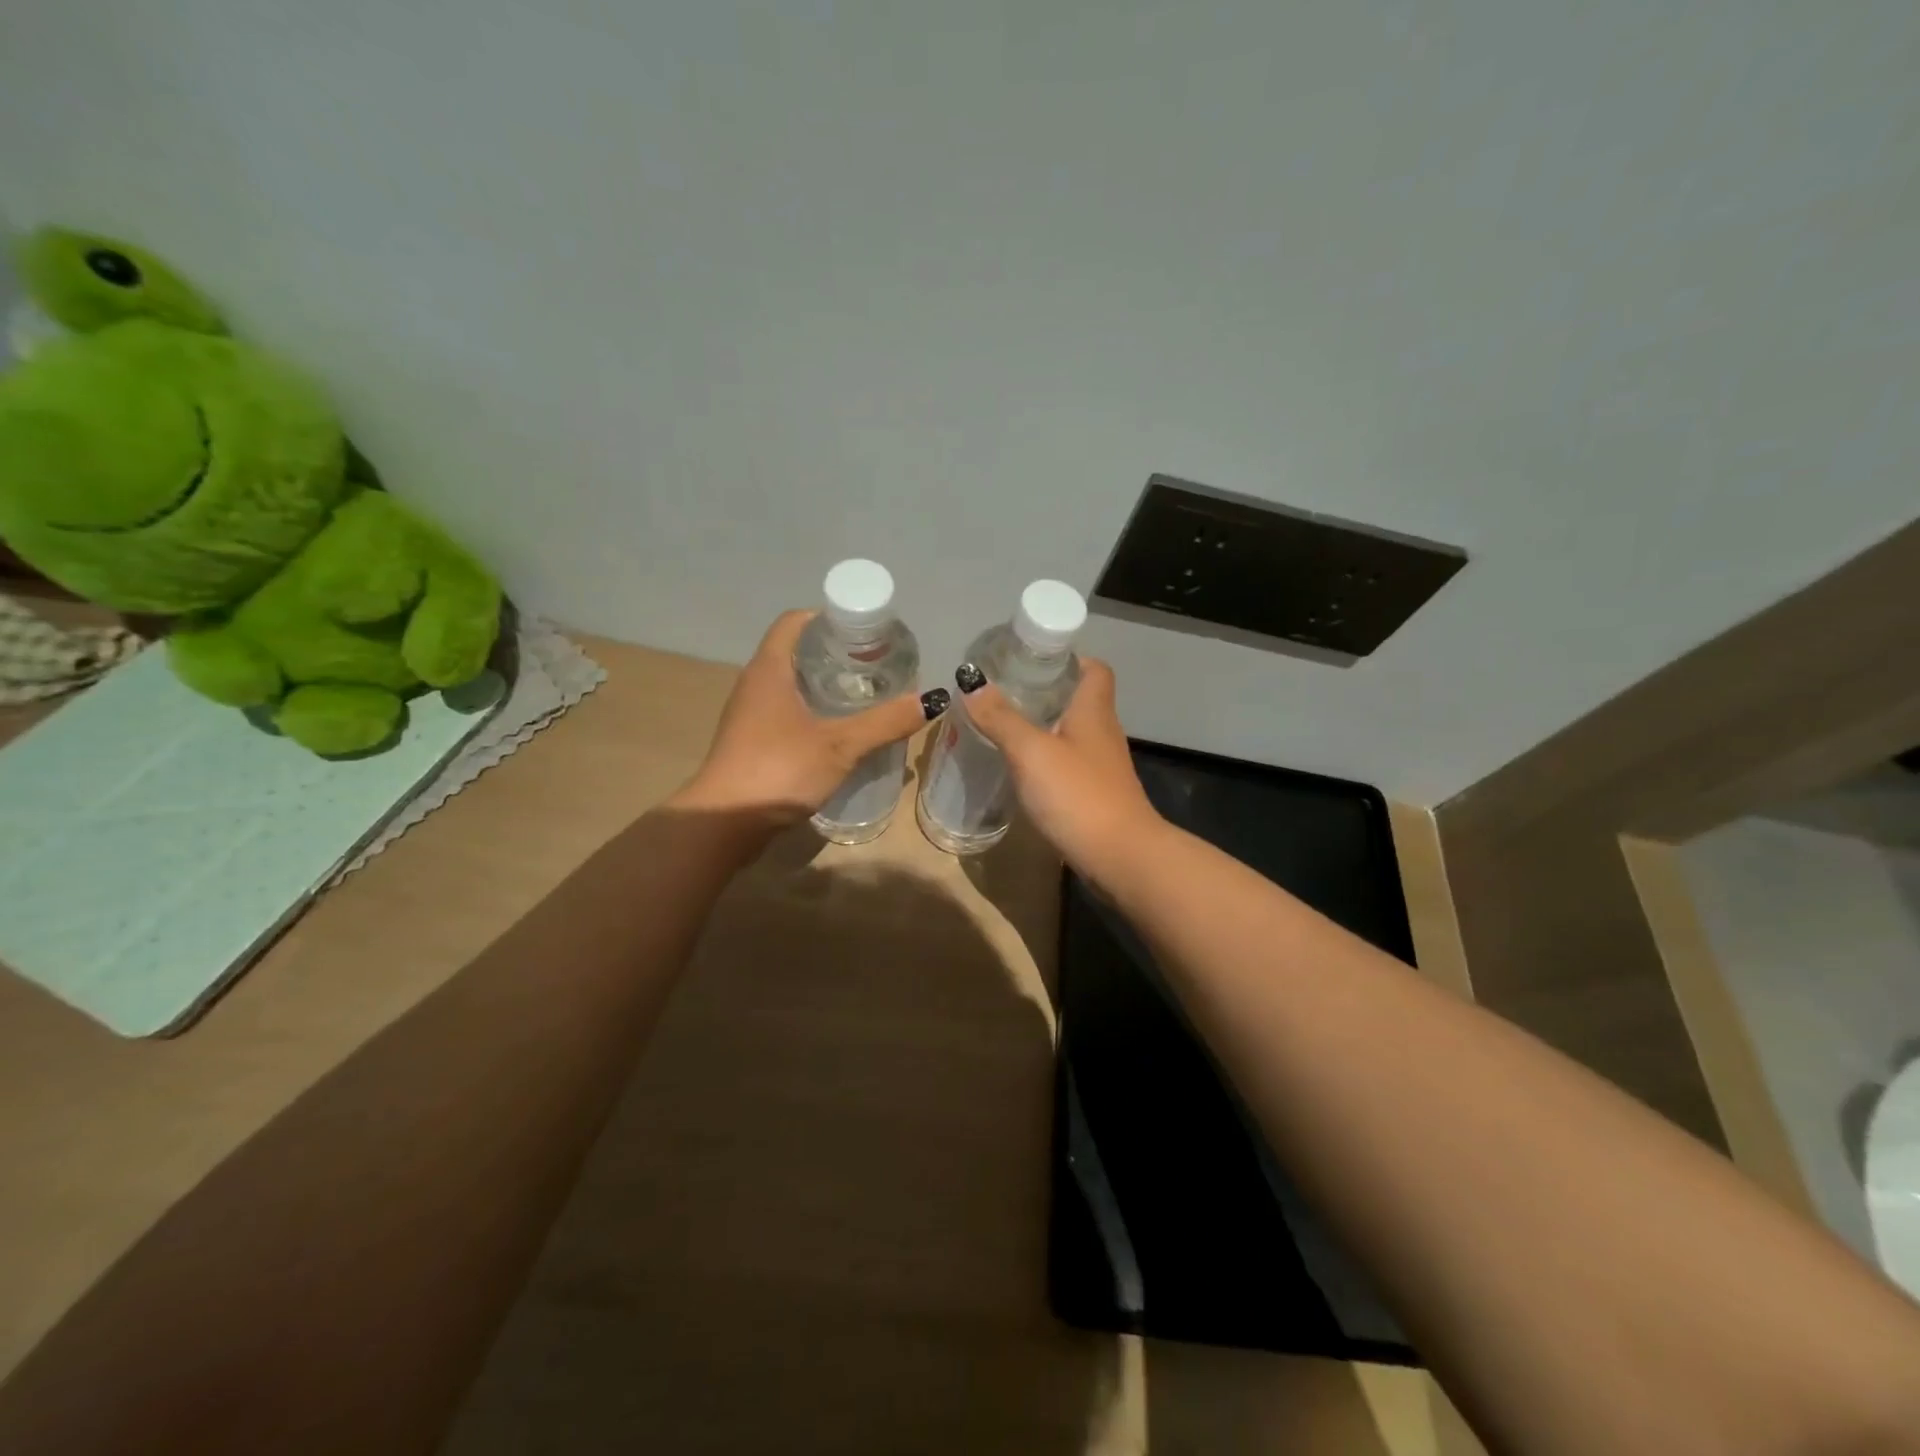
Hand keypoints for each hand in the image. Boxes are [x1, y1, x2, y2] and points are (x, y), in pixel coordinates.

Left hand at [668, 610, 931, 827]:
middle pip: (796, 652)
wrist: (723, 824)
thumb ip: (885, 722)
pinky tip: (839, 733)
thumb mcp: (840, 745)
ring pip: (792, 686)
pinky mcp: (751, 743)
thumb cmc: (779, 770)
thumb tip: (931, 700)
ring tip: (865, 698)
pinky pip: (786, 714)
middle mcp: (755, 684)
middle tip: (875, 667)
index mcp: (770, 669)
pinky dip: (813, 713)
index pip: (795, 621)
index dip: (828, 618)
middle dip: (835, 655)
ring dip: (825, 687)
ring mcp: (749, 715)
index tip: (864, 632)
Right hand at [959, 659, 1167, 883]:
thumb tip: (972, 684)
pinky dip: (1046, 761)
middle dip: (1045, 693)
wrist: (1119, 857)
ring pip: (1072, 734)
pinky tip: (1020, 770)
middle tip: (1004, 694)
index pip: (1094, 669)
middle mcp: (1102, 733)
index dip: (1069, 659)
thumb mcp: (1031, 751)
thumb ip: (1001, 718)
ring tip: (1003, 728)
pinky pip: (1068, 766)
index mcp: (1093, 711)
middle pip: (1079, 700)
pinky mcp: (1094, 795)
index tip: (1033, 661)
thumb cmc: (1078, 794)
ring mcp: (1101, 767)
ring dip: (1043, 728)